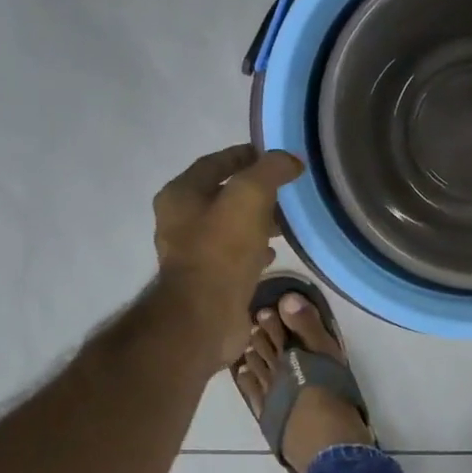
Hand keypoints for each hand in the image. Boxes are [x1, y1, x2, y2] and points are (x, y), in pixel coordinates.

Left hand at [153, 144, 303, 368]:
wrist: (204, 317)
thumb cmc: (222, 251)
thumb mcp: (250, 197)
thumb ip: (270, 171)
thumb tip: (291, 159)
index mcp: (181, 194)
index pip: (216, 162)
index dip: (246, 155)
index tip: (277, 156)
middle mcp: (180, 220)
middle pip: (223, 194)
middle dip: (256, 190)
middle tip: (287, 191)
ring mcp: (193, 252)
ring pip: (231, 225)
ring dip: (258, 220)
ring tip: (286, 222)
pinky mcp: (208, 278)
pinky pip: (235, 253)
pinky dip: (255, 247)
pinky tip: (274, 253)